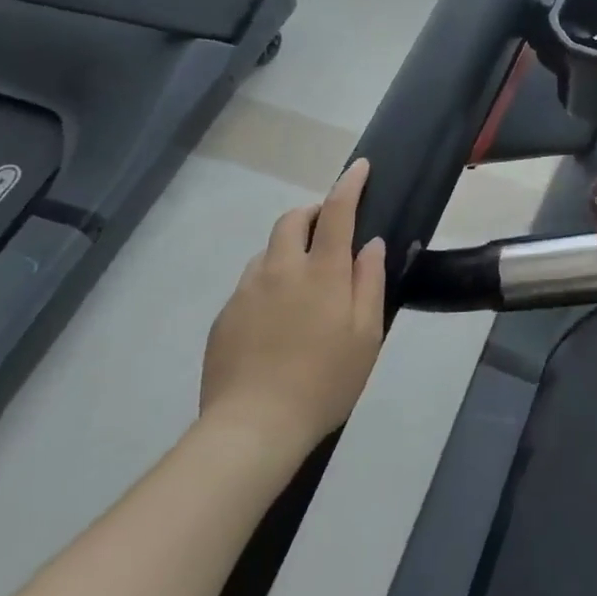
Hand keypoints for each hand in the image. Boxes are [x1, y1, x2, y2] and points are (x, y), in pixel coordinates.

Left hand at [200, 159, 385, 450]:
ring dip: (288, 248)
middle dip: (312, 212)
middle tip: (329, 229)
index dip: (349, 184)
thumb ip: (370, 282)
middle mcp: (281, 269)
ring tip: (303, 282)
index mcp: (322, 271)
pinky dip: (269, 282)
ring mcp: (247, 291)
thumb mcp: (367, 335)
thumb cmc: (324, 381)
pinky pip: (250, 283)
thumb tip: (371, 244)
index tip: (359, 167)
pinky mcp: (225, 316)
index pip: (337, 211)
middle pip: (292, 219)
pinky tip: (277, 319)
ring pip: (268, 250)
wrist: (253, 428)